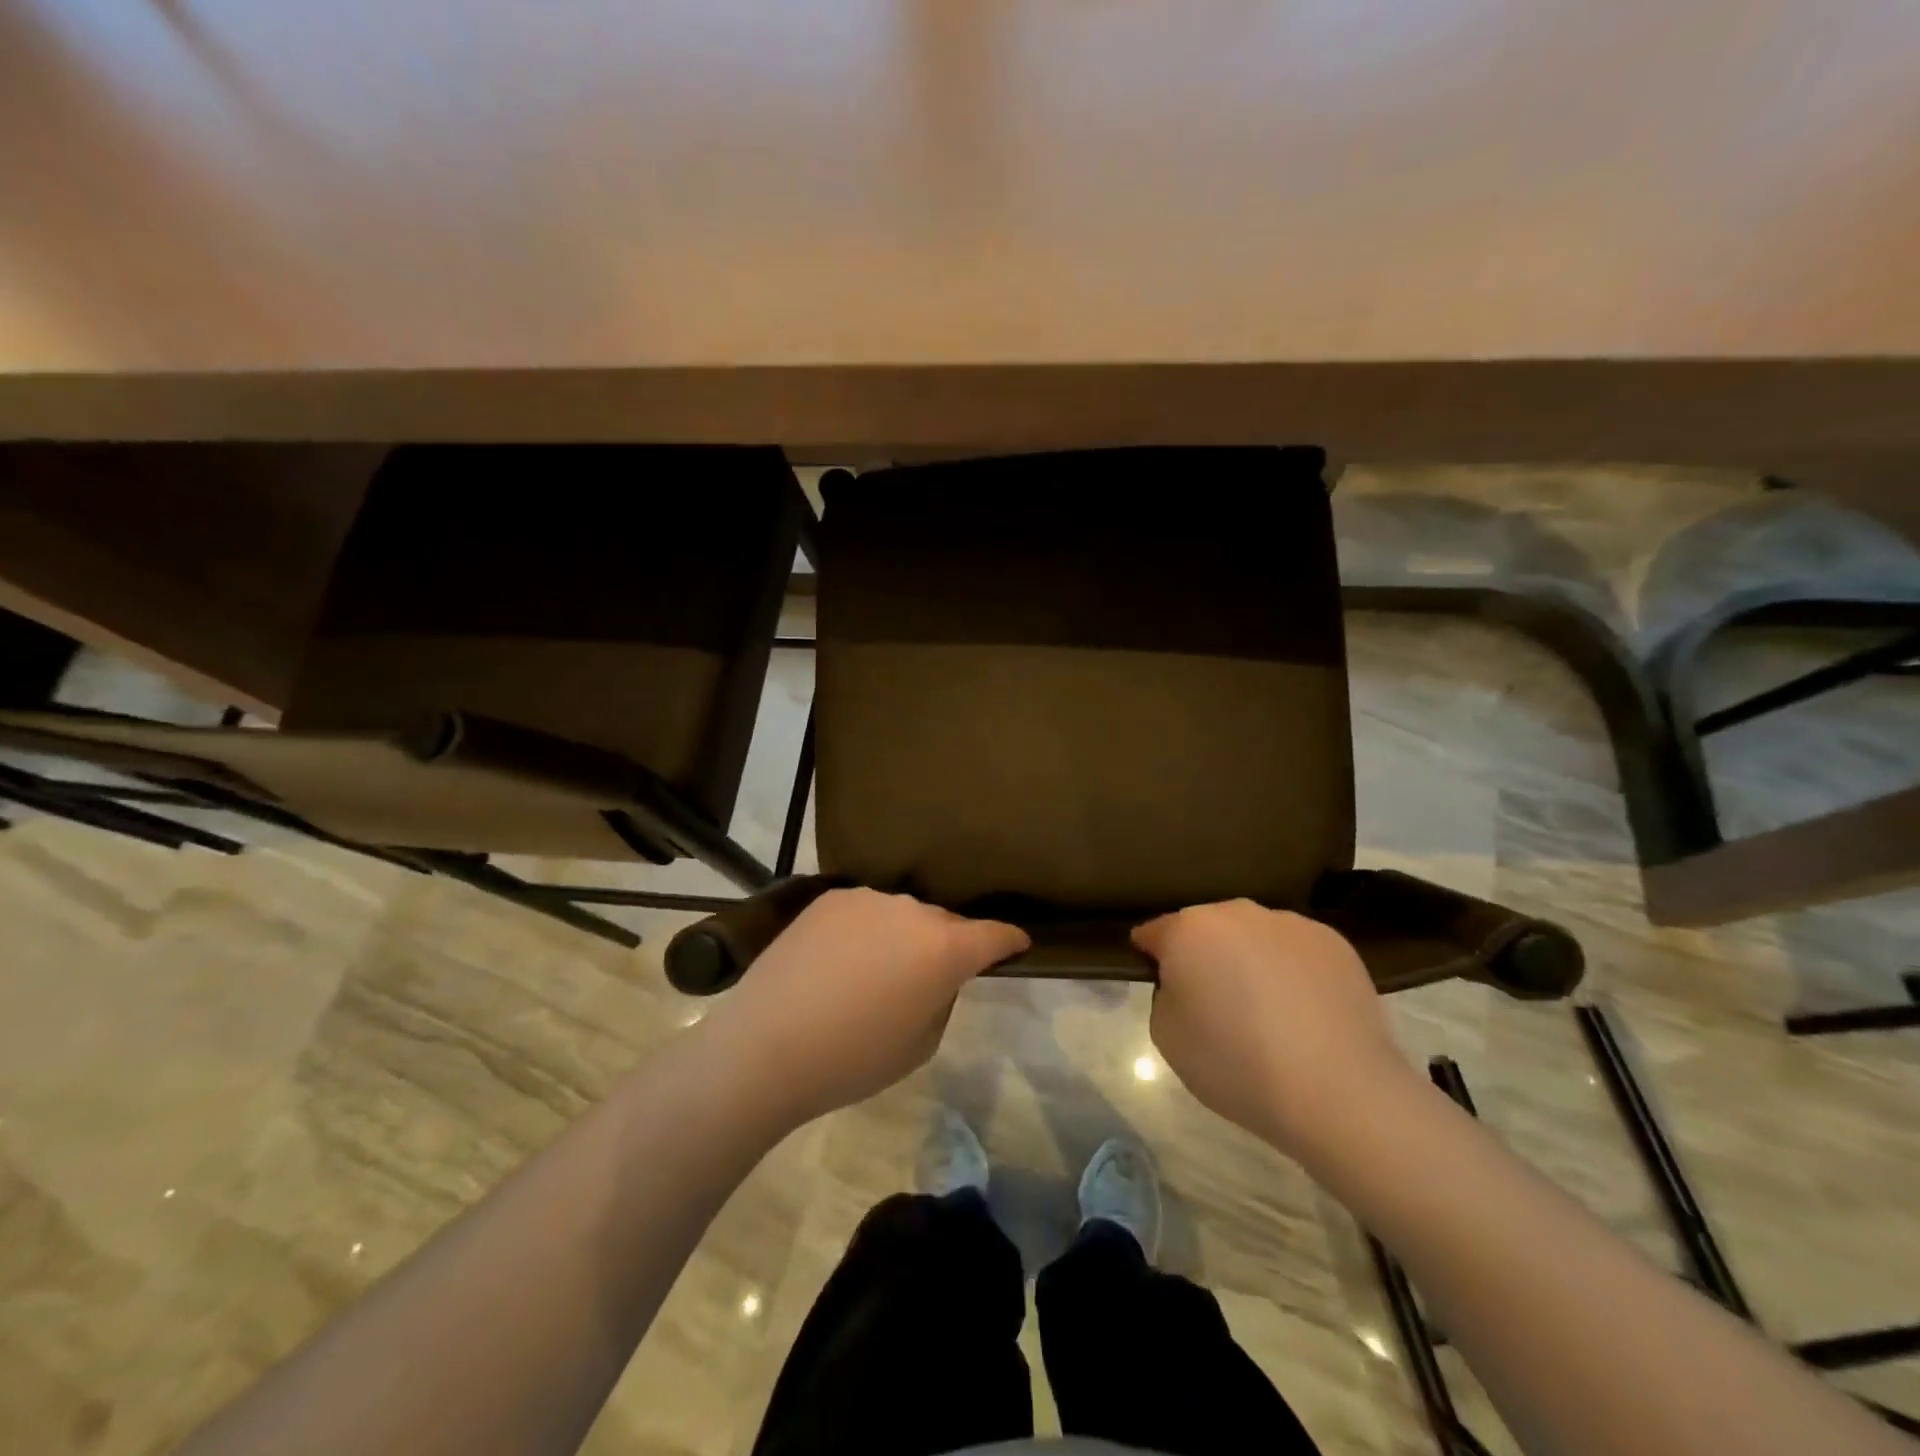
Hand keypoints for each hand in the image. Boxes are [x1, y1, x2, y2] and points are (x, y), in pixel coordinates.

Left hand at [699, 888, 1028, 1127]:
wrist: (766, 1046)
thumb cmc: (853, 1059)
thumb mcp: (921, 1044)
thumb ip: (942, 996)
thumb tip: (937, 973)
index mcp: (944, 948)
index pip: (994, 934)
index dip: (1009, 940)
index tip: (1016, 944)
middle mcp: (912, 910)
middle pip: (945, 922)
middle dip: (947, 944)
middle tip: (927, 977)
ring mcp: (868, 898)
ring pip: (902, 915)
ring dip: (902, 936)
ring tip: (874, 972)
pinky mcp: (830, 898)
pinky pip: (865, 912)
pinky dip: (866, 930)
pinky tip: (840, 961)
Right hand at [1133, 899, 1410, 1158]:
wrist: (1338, 1092)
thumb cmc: (1236, 1065)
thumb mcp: (1166, 1035)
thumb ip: (1165, 994)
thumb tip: (1188, 982)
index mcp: (1189, 930)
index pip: (1154, 933)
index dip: (1152, 960)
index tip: (1164, 990)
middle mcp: (1237, 912)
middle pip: (1206, 930)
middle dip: (1204, 956)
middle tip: (1216, 1006)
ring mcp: (1290, 923)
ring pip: (1253, 936)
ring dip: (1249, 961)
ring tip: (1268, 1013)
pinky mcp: (1334, 943)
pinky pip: (1295, 951)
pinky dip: (1292, 971)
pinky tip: (1304, 1013)